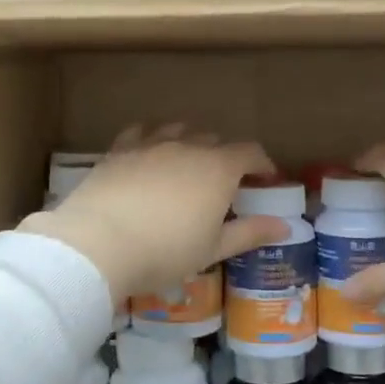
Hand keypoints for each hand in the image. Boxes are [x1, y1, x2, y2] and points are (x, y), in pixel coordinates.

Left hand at [21, 125, 288, 301]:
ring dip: (190, 142)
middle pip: (215, 140)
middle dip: (226, 156)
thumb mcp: (213, 249)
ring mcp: (151, 144)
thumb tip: (286, 227)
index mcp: (218, 169)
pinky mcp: (119, 150)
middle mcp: (187, 147)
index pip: (250, 152)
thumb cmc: (165, 251)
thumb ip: (250, 233)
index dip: (262, 164)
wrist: (98, 243)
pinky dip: (151, 137)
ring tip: (188, 163)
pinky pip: (140, 132)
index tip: (266, 179)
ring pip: (178, 131)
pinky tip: (148, 150)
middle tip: (225, 183)